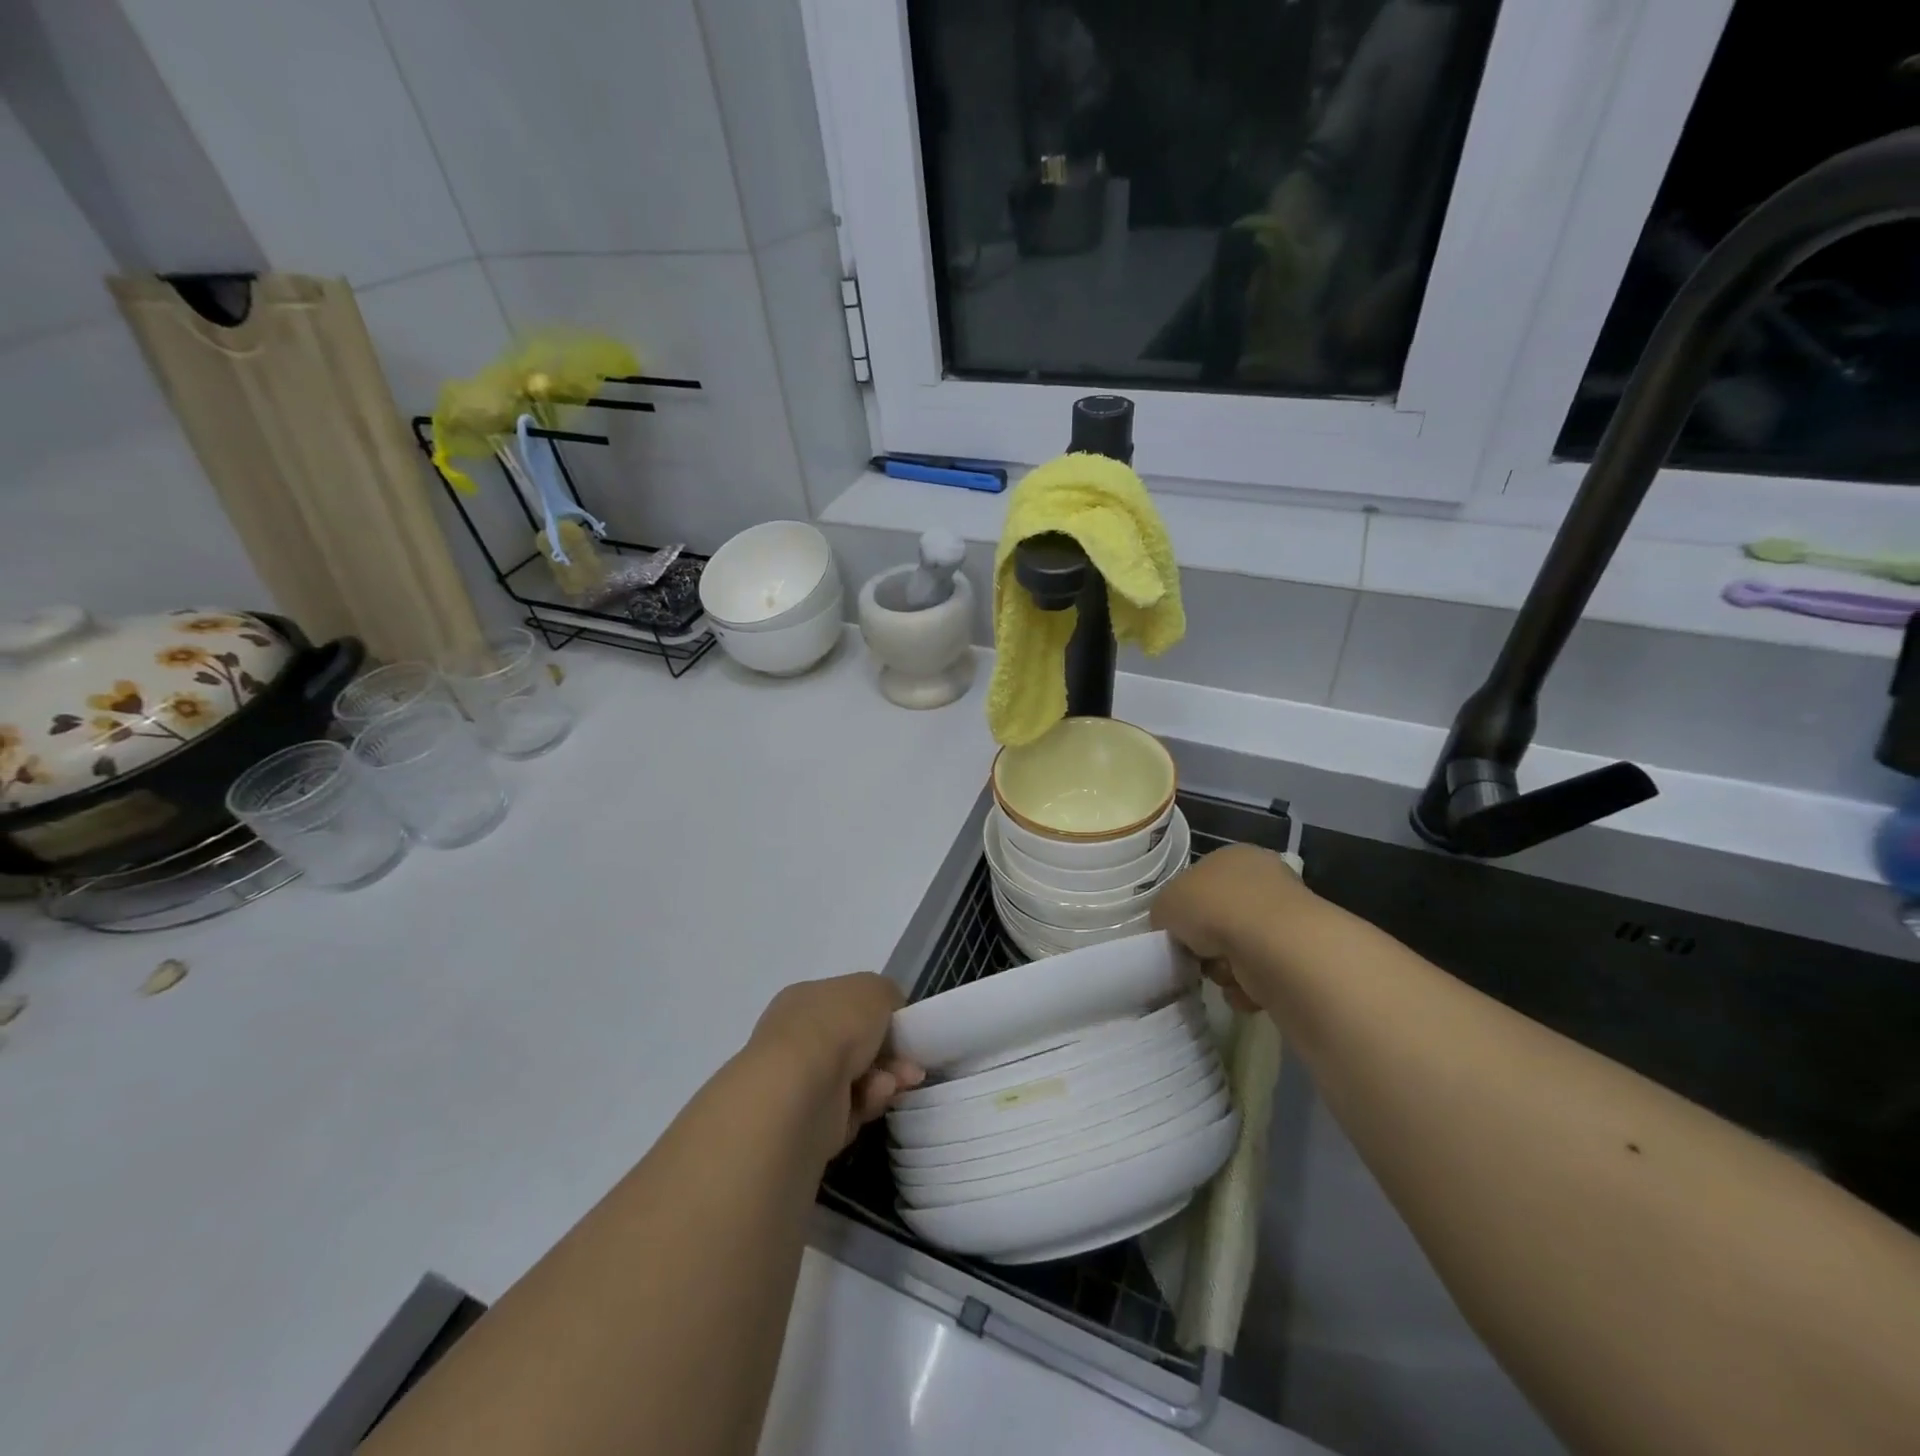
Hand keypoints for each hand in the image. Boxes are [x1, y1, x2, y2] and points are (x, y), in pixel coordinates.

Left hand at [749, 973, 924, 1148]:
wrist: (801, 1091)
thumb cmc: (836, 1026)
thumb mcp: (874, 989)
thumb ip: (887, 994)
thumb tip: (889, 1012)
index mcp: (806, 1000)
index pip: (845, 1004)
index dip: (878, 1013)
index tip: (904, 1026)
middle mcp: (798, 1039)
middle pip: (855, 1044)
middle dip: (889, 1052)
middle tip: (913, 1062)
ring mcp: (801, 1082)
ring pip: (857, 1077)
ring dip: (885, 1078)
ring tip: (902, 1081)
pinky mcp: (810, 1122)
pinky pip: (851, 1109)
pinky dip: (869, 1102)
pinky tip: (877, 1098)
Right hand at [1150, 844, 1312, 1011]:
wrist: (1269, 944)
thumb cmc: (1212, 908)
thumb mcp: (1165, 904)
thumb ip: (1165, 915)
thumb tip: (1175, 932)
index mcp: (1232, 856)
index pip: (1202, 881)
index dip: (1186, 909)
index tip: (1178, 932)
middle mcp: (1264, 880)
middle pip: (1221, 917)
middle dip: (1206, 942)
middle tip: (1196, 956)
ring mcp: (1286, 917)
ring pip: (1239, 949)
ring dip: (1224, 968)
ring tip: (1223, 973)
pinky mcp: (1300, 955)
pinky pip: (1261, 974)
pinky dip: (1247, 985)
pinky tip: (1243, 986)